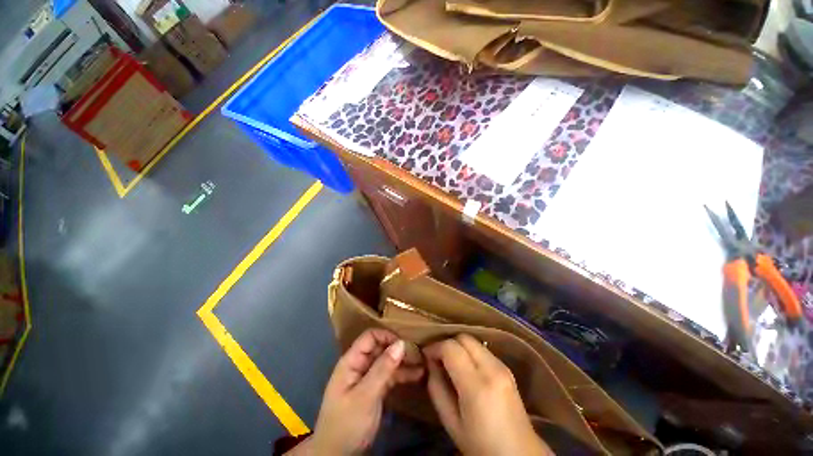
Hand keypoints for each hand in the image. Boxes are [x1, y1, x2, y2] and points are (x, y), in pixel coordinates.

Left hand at [311, 329, 423, 454]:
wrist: (339, 455)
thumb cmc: (347, 422)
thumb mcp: (365, 395)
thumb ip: (382, 368)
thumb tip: (401, 343)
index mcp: (352, 361)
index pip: (370, 337)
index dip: (387, 336)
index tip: (405, 344)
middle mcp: (361, 365)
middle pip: (381, 348)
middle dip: (399, 349)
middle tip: (419, 354)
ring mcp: (369, 377)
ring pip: (388, 362)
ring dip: (404, 362)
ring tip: (423, 363)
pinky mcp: (376, 389)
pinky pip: (391, 376)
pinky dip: (403, 375)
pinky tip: (418, 375)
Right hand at [424, 334, 553, 455]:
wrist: (519, 455)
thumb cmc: (480, 445)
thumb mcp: (451, 422)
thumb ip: (436, 388)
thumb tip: (430, 362)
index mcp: (478, 386)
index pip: (451, 348)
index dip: (435, 347)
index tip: (426, 356)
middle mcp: (493, 369)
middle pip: (464, 338)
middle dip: (447, 343)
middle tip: (437, 358)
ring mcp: (503, 367)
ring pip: (473, 341)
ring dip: (458, 347)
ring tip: (449, 362)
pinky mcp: (507, 368)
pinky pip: (482, 350)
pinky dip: (469, 352)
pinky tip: (465, 367)